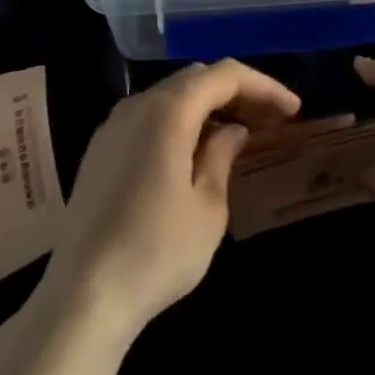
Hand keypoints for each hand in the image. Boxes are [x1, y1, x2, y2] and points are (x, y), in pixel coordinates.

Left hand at [42, 59, 300, 340]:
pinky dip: (179, 123)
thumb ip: (222, 156)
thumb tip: (232, 131)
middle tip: (269, 121)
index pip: (224, 75)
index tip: (292, 110)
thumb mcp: (207, 208)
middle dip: (236, 93)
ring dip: (206, 107)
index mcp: (169, 109)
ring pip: (170, 97)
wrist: (81, 298)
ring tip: (237, 134)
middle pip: (196, 79)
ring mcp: (113, 125)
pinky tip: (193, 153)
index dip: (263, 86)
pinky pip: (148, 118)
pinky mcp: (99, 151)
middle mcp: (138, 104)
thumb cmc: (156, 252)